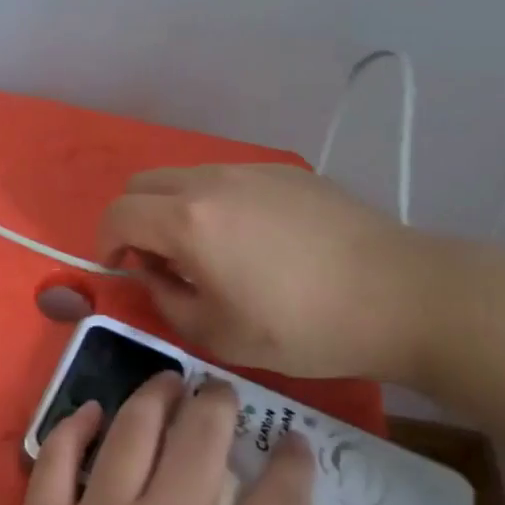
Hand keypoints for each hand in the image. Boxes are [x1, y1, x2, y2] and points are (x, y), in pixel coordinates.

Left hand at [0, 376, 358, 504]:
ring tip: (169, 382)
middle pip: (201, 438)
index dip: (295, 462)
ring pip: (132, 430)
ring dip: (155, 397)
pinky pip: (56, 456)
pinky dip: (75, 425)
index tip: (297, 442)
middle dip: (221, 406)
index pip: (279, 497)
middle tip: (225, 392)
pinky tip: (91, 411)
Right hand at [98, 164, 454, 386]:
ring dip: (174, 209)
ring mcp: (250, 170)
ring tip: (209, 252)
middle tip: (159, 261)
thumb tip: (153, 273)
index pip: (117, 214)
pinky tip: (255, 240)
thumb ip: (166, 299)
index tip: (119, 270)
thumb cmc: (304, 326)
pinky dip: (214, 203)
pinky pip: (227, 179)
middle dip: (134, 219)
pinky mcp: (284, 171)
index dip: (105, 242)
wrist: (400, 295)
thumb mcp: (218, 334)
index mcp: (188, 220)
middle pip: (142, 183)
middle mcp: (210, 181)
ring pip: (184, 177)